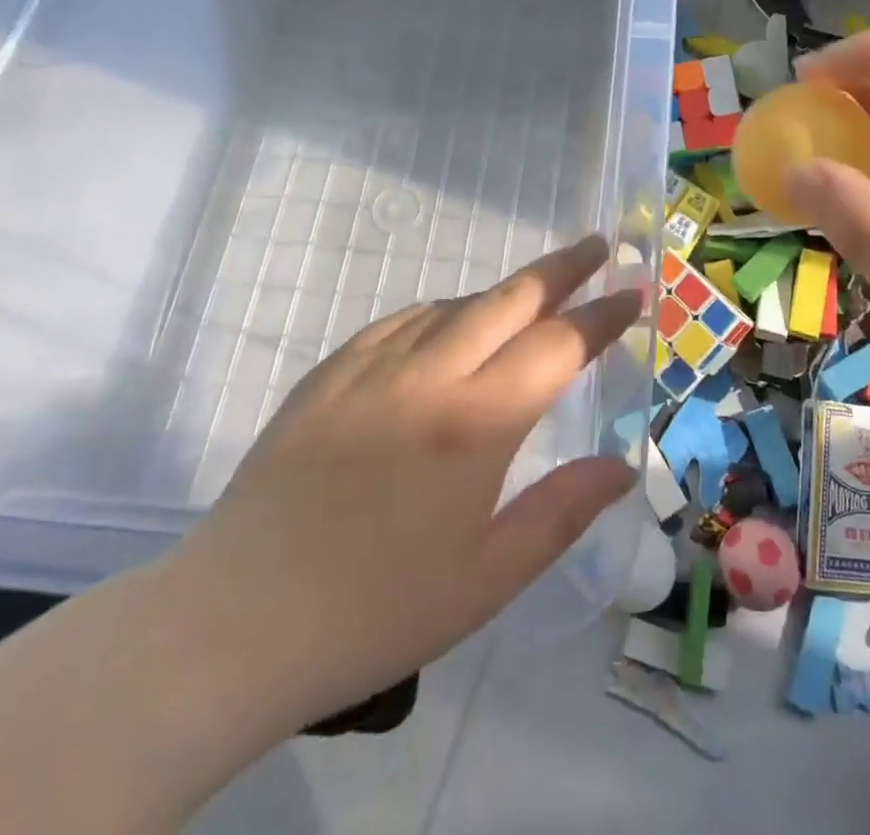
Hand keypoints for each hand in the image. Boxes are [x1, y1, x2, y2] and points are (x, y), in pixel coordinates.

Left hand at [166, 237, 640, 731]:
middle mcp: (427, 374)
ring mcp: (371, 366)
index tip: (635, 294)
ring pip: (454, 304)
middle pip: (508, 298)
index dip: (602, 315)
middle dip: (561, 267)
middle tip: (597, 246)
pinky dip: (441, 312)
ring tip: (532, 300)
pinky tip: (447, 326)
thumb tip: (622, 466)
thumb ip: (562, 512)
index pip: (557, 345)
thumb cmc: (375, 612)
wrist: (235, 623)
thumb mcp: (487, 580)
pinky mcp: (328, 373)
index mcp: (475, 424)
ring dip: (502, 294)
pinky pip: (400, 321)